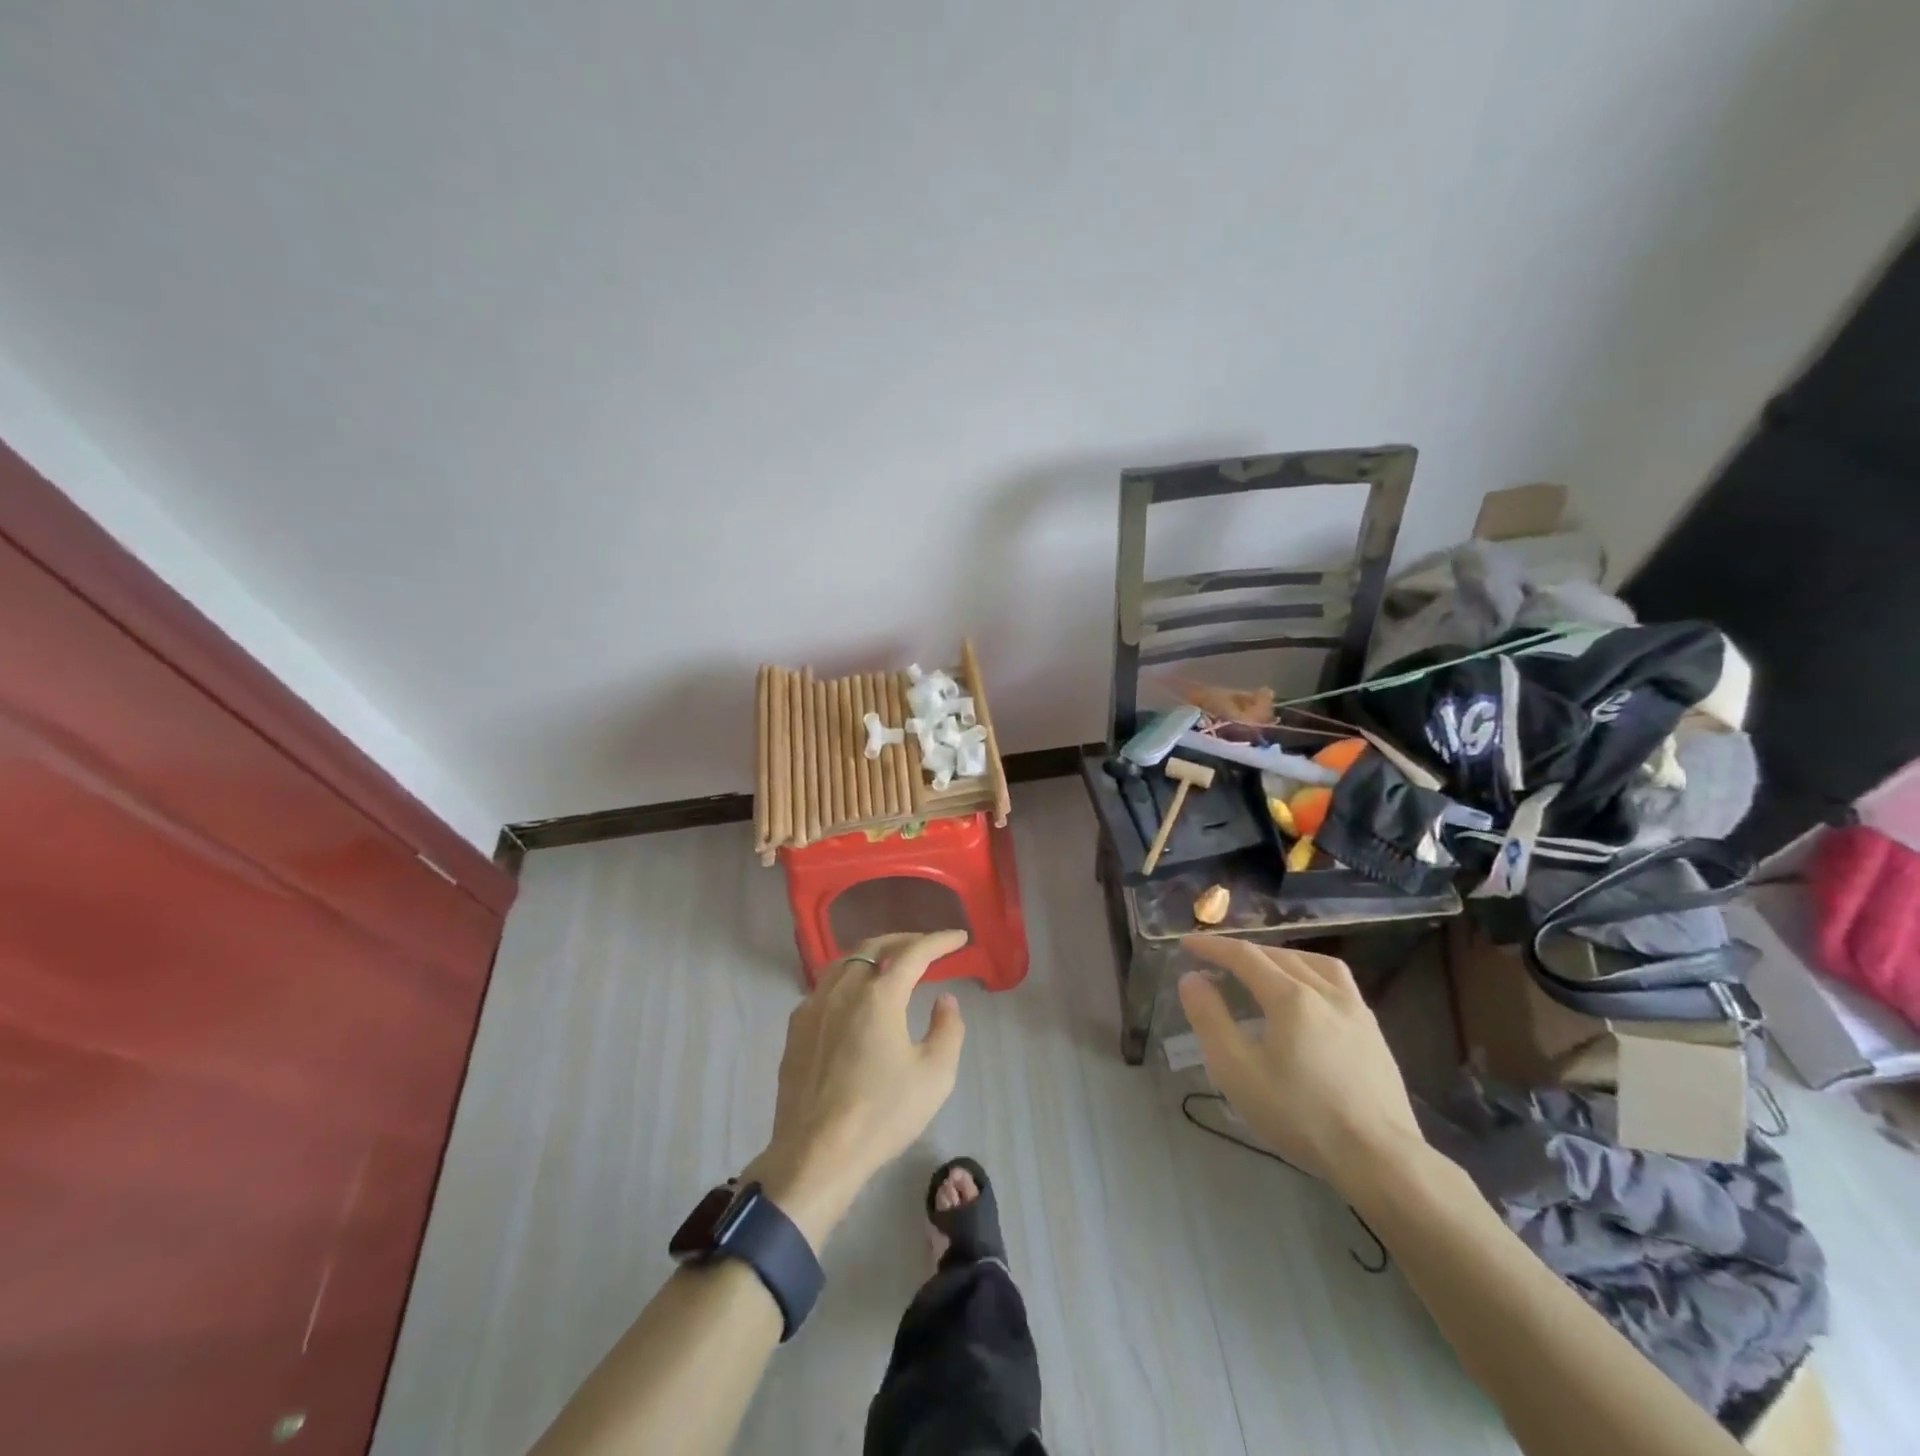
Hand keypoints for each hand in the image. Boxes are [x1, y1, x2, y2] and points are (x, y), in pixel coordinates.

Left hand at [745, 931, 968, 1246]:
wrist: (815, 1154)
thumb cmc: (881, 1115)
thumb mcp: (934, 1076)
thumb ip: (947, 1029)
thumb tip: (944, 999)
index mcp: (879, 995)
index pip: (914, 952)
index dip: (939, 941)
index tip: (959, 938)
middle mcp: (843, 988)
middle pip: (874, 946)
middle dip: (904, 940)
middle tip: (927, 945)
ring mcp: (814, 1006)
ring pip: (845, 961)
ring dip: (872, 954)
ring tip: (891, 963)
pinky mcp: (796, 1028)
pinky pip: (825, 985)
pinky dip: (848, 977)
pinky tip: (854, 996)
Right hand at [1176, 935, 1423, 1188]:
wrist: (1380, 1158)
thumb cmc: (1300, 1114)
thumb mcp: (1237, 1071)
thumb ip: (1210, 1019)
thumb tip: (1192, 979)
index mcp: (1290, 997)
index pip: (1244, 956)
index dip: (1212, 947)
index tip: (1187, 943)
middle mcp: (1325, 991)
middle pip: (1279, 955)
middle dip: (1244, 952)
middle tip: (1218, 961)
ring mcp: (1356, 1011)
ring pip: (1315, 963)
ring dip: (1282, 957)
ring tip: (1265, 970)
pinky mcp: (1374, 1033)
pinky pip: (1338, 984)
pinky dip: (1311, 974)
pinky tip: (1308, 999)